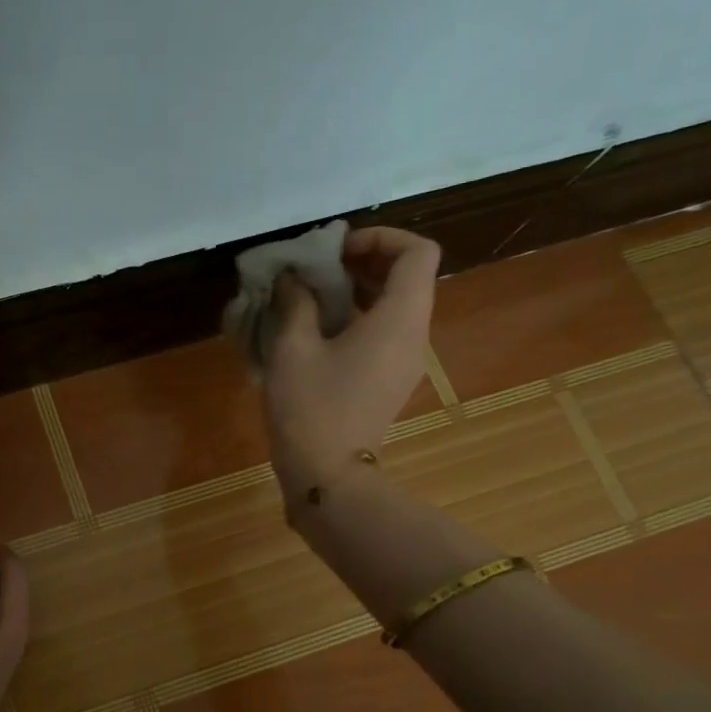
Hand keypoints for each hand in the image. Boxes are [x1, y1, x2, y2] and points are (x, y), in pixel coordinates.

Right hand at [263, 225, 440, 492]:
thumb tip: (294, 278)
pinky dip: (360, 315)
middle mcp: (414, 334)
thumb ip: (296, 302)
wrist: (327, 474)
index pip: (418, 253)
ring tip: (312, 295)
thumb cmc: (310, 407)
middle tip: (319, 268)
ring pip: (397, 304)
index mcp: (399, 319)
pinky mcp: (391, 379)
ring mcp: (406, 360)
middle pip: (409, 276)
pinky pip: (386, 331)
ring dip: (360, 288)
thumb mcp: (292, 348)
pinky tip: (319, 329)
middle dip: (366, 260)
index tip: (337, 251)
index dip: (381, 238)